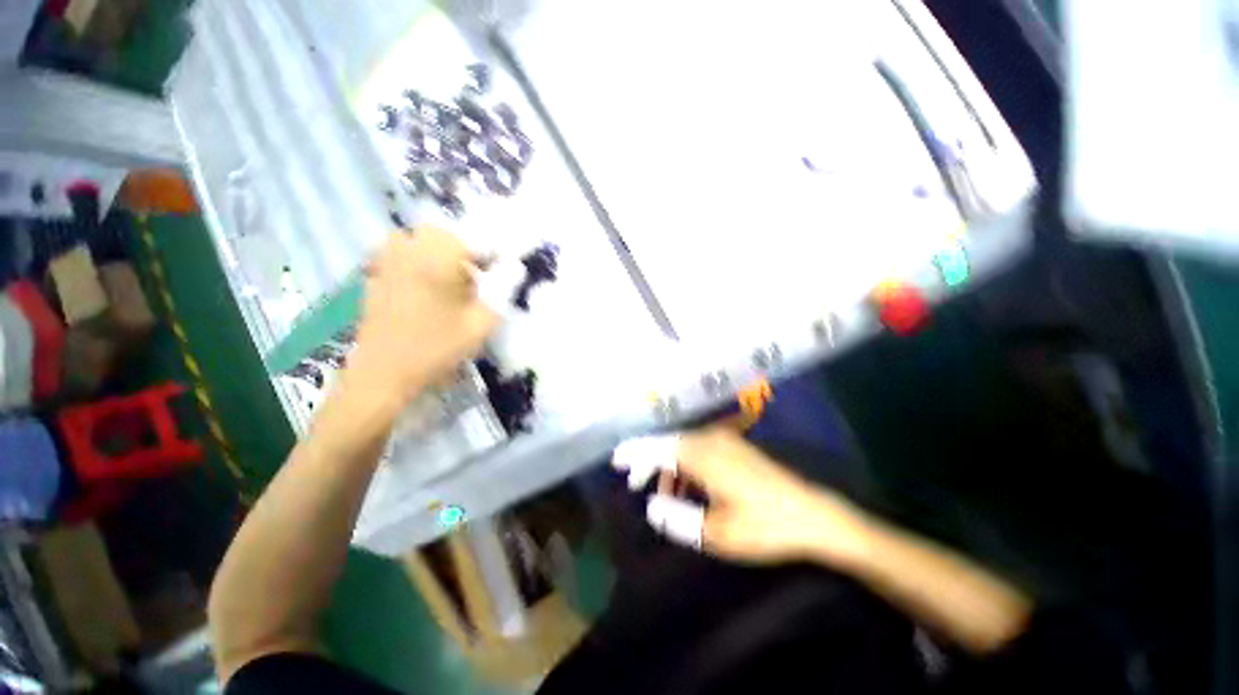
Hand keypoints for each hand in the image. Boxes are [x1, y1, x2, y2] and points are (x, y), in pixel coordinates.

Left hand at [346, 229, 497, 410]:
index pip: (472, 239)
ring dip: (437, 255)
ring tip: (449, 283)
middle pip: (440, 234)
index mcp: (436, 258)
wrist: (384, 372)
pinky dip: (416, 264)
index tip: (498, 273)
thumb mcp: (481, 322)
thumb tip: (514, 267)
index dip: (489, 254)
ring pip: (417, 241)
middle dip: (461, 251)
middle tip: (472, 280)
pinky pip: (400, 256)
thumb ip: (501, 290)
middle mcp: (408, 250)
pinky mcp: (375, 276)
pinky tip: (425, 292)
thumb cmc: (438, 347)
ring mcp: (386, 262)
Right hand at [615, 427, 872, 565]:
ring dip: (669, 466)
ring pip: (684, 447)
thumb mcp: (717, 533)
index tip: (616, 459)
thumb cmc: (764, 526)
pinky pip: (700, 449)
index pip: (659, 447)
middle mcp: (711, 440)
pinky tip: (688, 487)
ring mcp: (726, 441)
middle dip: (649, 461)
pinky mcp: (736, 448)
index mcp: (704, 455)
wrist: (813, 515)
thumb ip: (679, 518)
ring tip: (664, 495)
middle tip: (633, 484)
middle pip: (669, 443)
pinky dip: (686, 465)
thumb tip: (651, 507)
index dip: (636, 452)